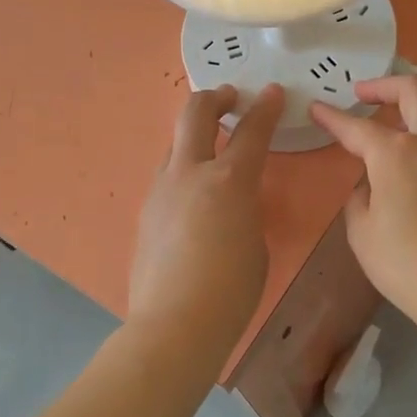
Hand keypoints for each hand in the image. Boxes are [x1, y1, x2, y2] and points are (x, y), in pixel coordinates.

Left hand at [127, 84, 283, 356]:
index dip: (265, 108)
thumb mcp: (255, 242)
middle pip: (195, 113)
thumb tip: (232, 201)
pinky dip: (183, 172)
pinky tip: (193, 198)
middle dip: (215, 98)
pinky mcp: (145, 212)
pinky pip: (166, 178)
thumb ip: (246, 209)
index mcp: (228, 181)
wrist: (174, 324)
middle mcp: (190, 174)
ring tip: (211, 150)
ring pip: (175, 144)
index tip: (272, 92)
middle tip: (230, 98)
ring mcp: (161, 190)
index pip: (252, 131)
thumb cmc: (231, 291)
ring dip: (195, 137)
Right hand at [311, 75, 416, 326]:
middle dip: (386, 84)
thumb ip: (360, 197)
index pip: (357, 127)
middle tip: (365, 94)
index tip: (317, 108)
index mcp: (396, 155)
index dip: (332, 116)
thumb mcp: (362, 232)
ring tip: (403, 127)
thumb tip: (372, 184)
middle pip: (416, 89)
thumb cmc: (406, 265)